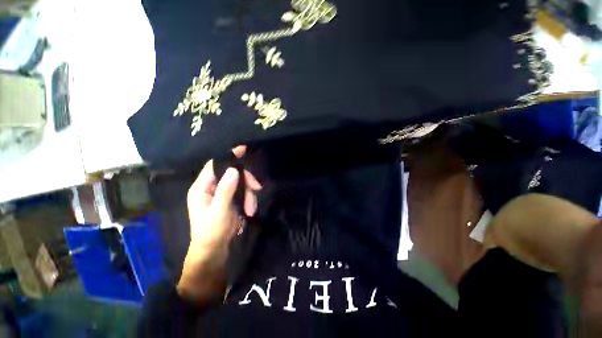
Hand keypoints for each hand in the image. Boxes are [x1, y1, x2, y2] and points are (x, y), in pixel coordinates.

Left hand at [177, 146, 261, 302]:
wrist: (215, 250)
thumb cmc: (211, 231)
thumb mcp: (219, 210)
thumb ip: (226, 189)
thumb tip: (234, 170)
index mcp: (202, 187)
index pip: (214, 165)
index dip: (228, 156)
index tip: (242, 150)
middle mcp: (212, 187)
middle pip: (233, 174)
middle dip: (246, 181)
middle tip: (257, 188)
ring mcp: (223, 193)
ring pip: (241, 184)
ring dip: (249, 194)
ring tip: (251, 209)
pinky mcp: (231, 200)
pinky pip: (243, 193)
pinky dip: (249, 200)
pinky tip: (250, 210)